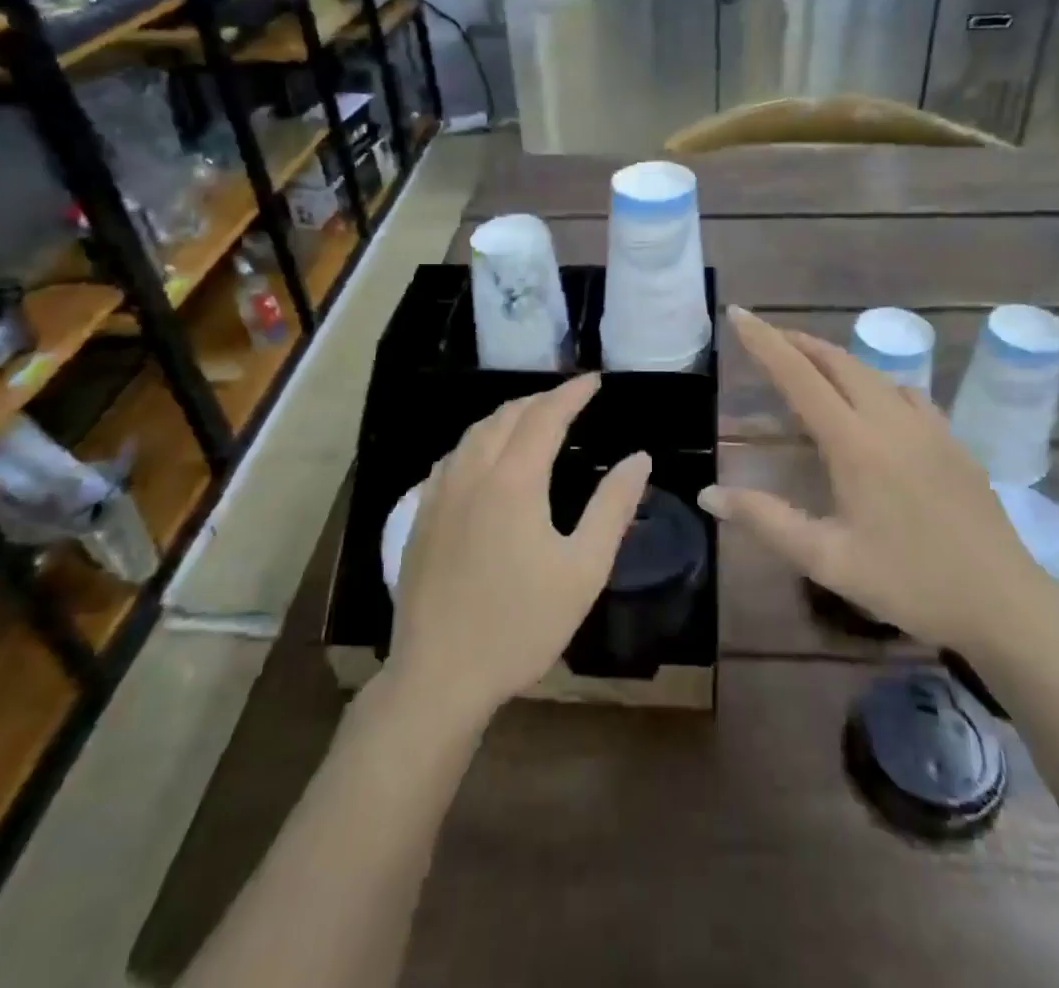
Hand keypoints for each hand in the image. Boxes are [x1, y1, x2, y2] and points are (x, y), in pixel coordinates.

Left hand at [386, 374, 650, 726]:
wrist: (439, 677)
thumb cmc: (521, 625)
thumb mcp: (583, 570)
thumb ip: (613, 508)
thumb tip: (638, 457)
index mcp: (513, 480)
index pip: (545, 417)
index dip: (572, 394)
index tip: (595, 379)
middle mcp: (472, 474)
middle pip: (506, 416)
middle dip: (540, 399)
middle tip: (569, 398)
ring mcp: (439, 495)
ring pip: (473, 434)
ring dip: (506, 416)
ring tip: (531, 418)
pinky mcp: (420, 518)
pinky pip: (451, 458)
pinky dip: (477, 441)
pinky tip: (483, 457)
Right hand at [701, 308, 1058, 657]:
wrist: (1004, 602)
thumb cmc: (909, 582)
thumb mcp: (827, 559)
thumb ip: (766, 520)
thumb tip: (708, 493)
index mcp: (855, 443)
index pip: (799, 376)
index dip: (765, 342)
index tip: (739, 313)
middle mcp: (890, 420)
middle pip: (837, 361)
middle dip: (797, 342)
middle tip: (765, 336)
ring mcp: (928, 426)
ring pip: (871, 372)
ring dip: (833, 358)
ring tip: (807, 363)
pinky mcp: (952, 440)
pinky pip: (904, 391)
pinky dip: (872, 381)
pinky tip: (872, 401)